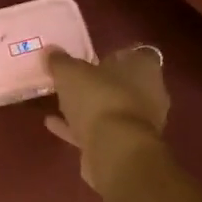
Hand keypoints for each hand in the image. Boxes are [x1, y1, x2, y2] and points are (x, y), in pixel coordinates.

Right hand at [44, 45, 170, 193]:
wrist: (115, 150)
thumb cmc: (99, 99)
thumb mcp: (70, 73)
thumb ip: (60, 61)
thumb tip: (51, 50)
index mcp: (144, 68)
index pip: (134, 54)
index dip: (113, 55)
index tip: (91, 58)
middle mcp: (150, 93)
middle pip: (122, 83)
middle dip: (99, 83)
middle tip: (72, 80)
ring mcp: (139, 122)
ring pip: (110, 109)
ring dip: (88, 107)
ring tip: (59, 103)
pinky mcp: (125, 145)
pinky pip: (99, 131)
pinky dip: (79, 127)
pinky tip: (54, 124)